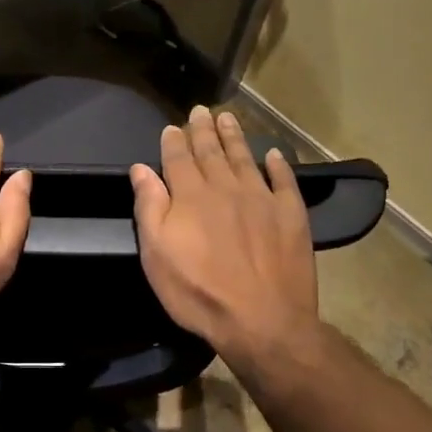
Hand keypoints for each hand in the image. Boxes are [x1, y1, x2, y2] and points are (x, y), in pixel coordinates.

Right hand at [130, 106, 319, 366]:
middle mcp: (226, 187)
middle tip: (200, 111)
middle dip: (203, 130)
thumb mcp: (157, 254)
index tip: (172, 127)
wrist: (262, 320)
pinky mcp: (291, 214)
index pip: (179, 158)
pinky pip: (284, 180)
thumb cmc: (199, 291)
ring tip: (228, 119)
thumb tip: (141, 168)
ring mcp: (262, 198)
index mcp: (191, 195)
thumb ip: (149, 206)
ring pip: (245, 158)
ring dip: (234, 137)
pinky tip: (274, 155)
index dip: (174, 141)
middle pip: (212, 151)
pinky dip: (278, 165)